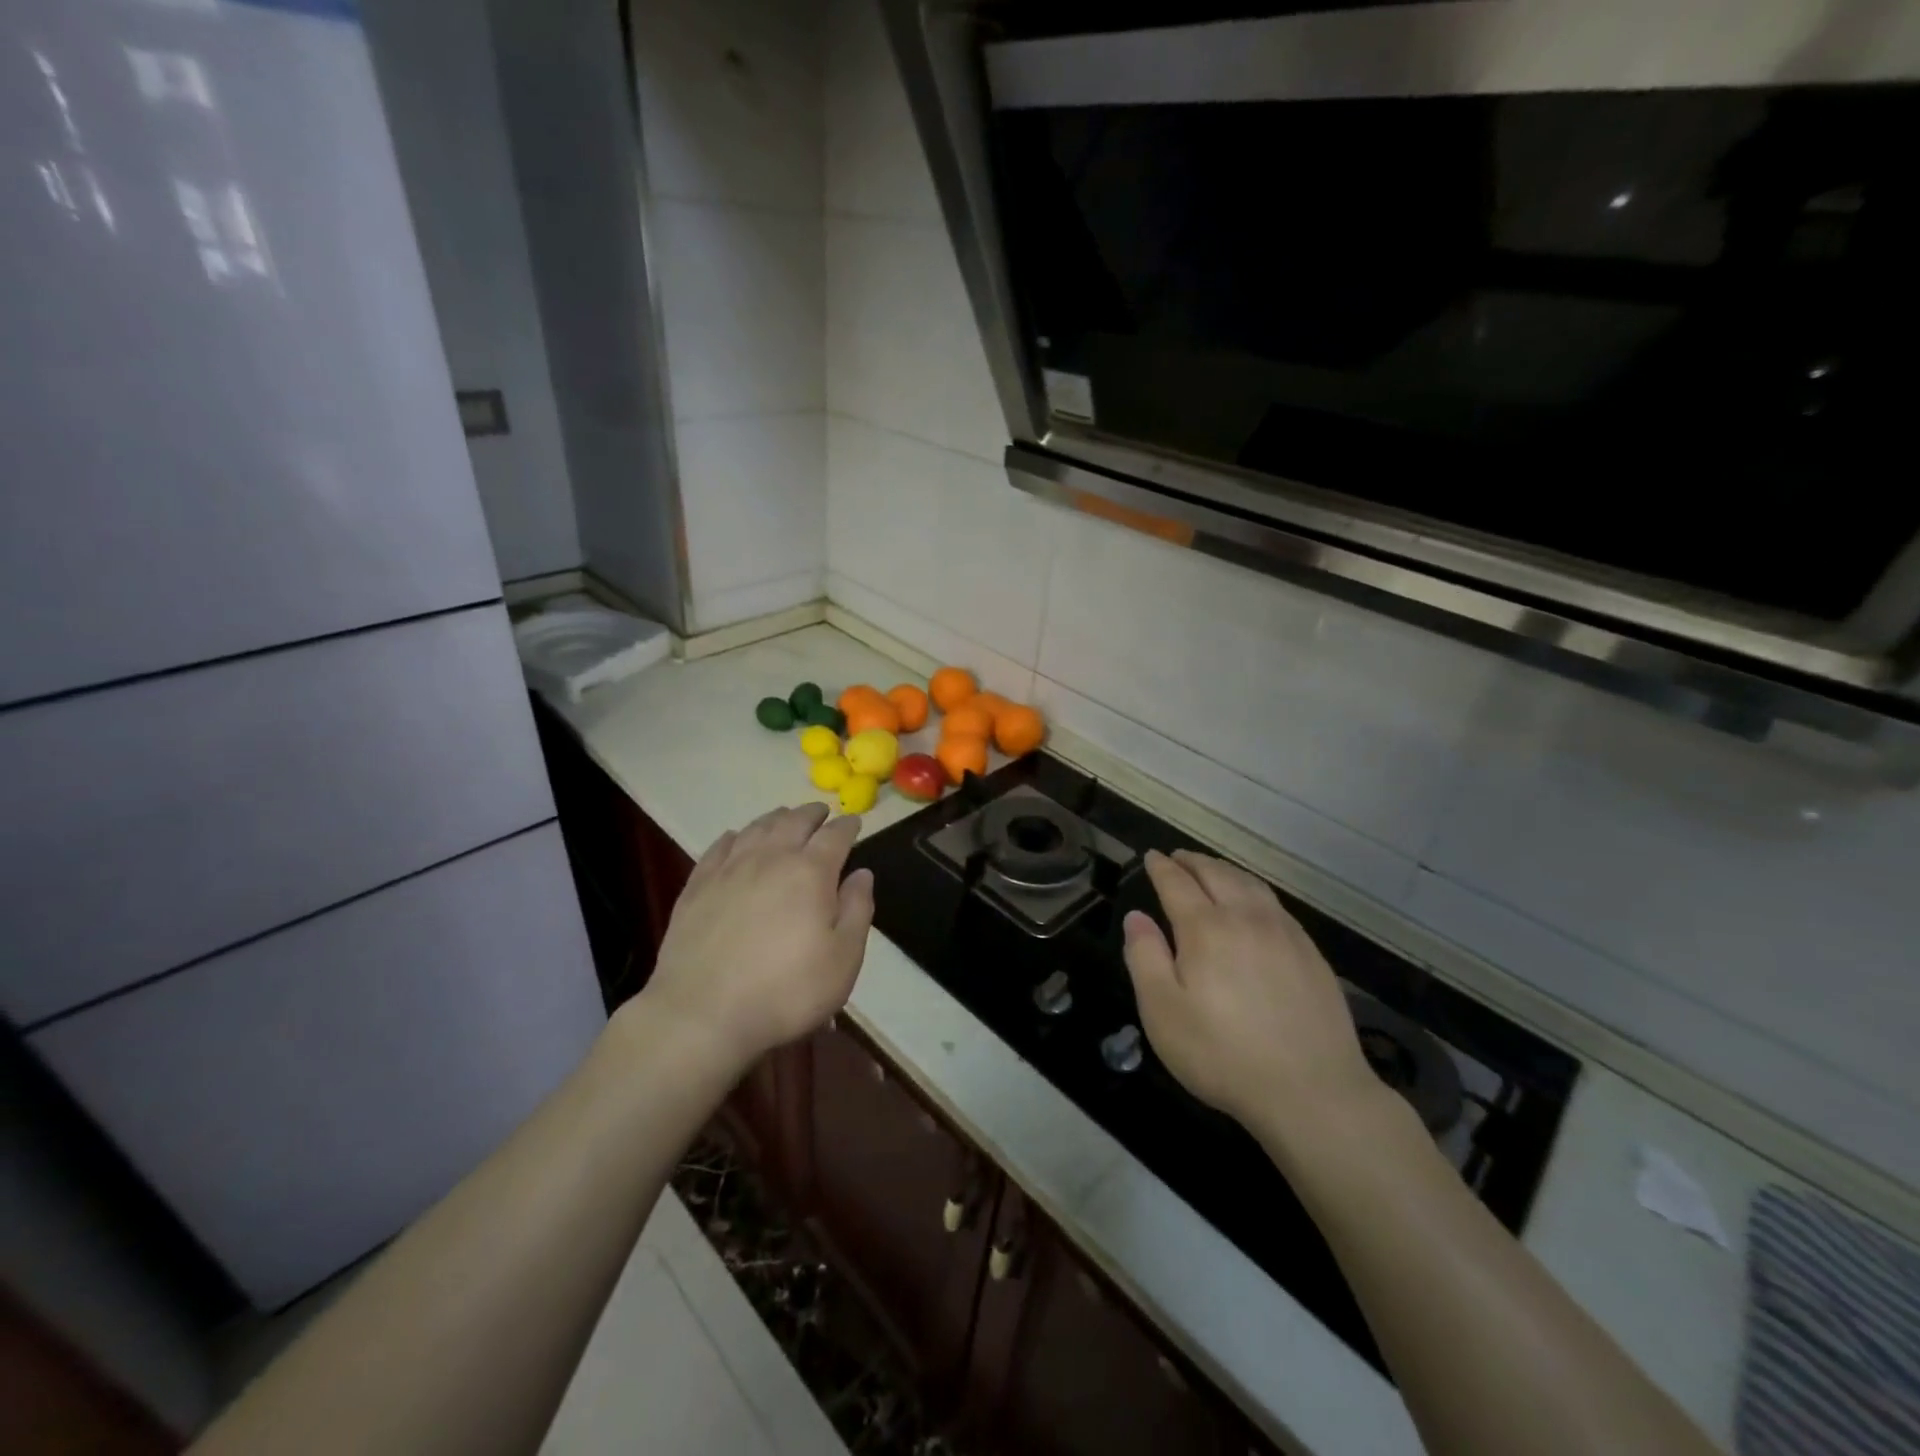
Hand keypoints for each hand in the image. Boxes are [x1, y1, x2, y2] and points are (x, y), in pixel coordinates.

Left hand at [641, 804, 873, 1072]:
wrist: (702, 1013)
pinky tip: (737, 838)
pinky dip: (736, 836)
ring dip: (776, 818)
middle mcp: (770, 858)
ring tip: (785, 817)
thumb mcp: (843, 959)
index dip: (848, 826)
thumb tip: (862, 874)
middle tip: (822, 812)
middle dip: (812, 813)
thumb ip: (857, 910)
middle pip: (794, 821)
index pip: (835, 836)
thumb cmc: (786, 991)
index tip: (855, 822)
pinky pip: (720, 847)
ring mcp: (729, 869)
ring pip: (757, 827)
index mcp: (810, 872)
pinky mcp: (697, 885)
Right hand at [1122, 849, 1380, 1148]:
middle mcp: (1246, 918)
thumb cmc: (1223, 1055)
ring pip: (1250, 884)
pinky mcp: (1310, 953)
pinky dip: (1253, 890)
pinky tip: (1253, 903)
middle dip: (1193, 862)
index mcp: (1206, 928)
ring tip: (1211, 870)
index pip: (1177, 883)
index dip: (1161, 867)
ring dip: (1225, 870)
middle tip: (1177, 857)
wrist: (1313, 1092)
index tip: (1150, 857)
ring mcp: (1284, 933)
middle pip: (1216, 874)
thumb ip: (1145, 957)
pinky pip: (1275, 904)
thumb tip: (1136, 917)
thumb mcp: (1163, 1012)